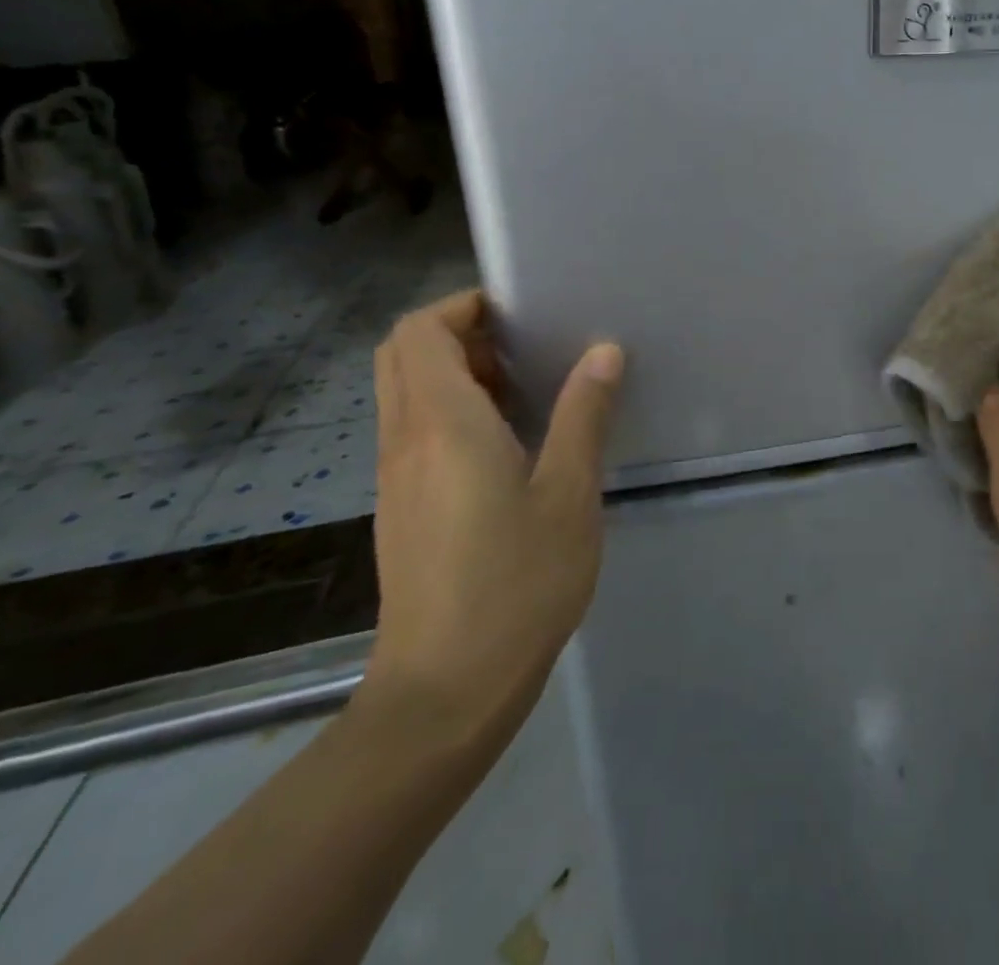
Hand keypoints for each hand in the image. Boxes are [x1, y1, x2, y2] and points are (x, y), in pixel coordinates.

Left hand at [360, 289, 623, 750]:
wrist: (445, 692)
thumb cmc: (516, 584)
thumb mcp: (568, 494)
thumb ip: (583, 415)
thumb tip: (603, 351)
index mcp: (443, 425)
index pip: (421, 332)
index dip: (462, 306)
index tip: (518, 311)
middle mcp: (405, 440)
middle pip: (402, 355)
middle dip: (456, 332)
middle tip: (521, 345)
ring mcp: (395, 477)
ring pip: (404, 394)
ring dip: (453, 372)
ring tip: (523, 389)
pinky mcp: (400, 509)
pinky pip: (412, 431)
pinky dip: (448, 412)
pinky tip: (505, 445)